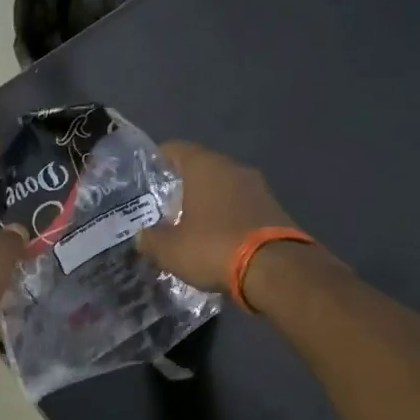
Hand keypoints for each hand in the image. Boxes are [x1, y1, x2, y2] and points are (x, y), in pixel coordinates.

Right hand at [137, 142, 302, 292]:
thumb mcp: (170, 250)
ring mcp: (258, 187)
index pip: (175, 149)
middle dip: (182, 186)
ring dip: (207, 202)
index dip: (157, 161)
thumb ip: (150, 240)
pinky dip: (228, 217)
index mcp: (205, 166)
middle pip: (201, 168)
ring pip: (224, 188)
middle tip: (163, 206)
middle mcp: (233, 168)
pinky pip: (242, 206)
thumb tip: (142, 237)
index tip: (144, 178)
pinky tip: (217, 238)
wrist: (277, 270)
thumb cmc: (214, 247)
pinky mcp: (275, 209)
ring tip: (189, 225)